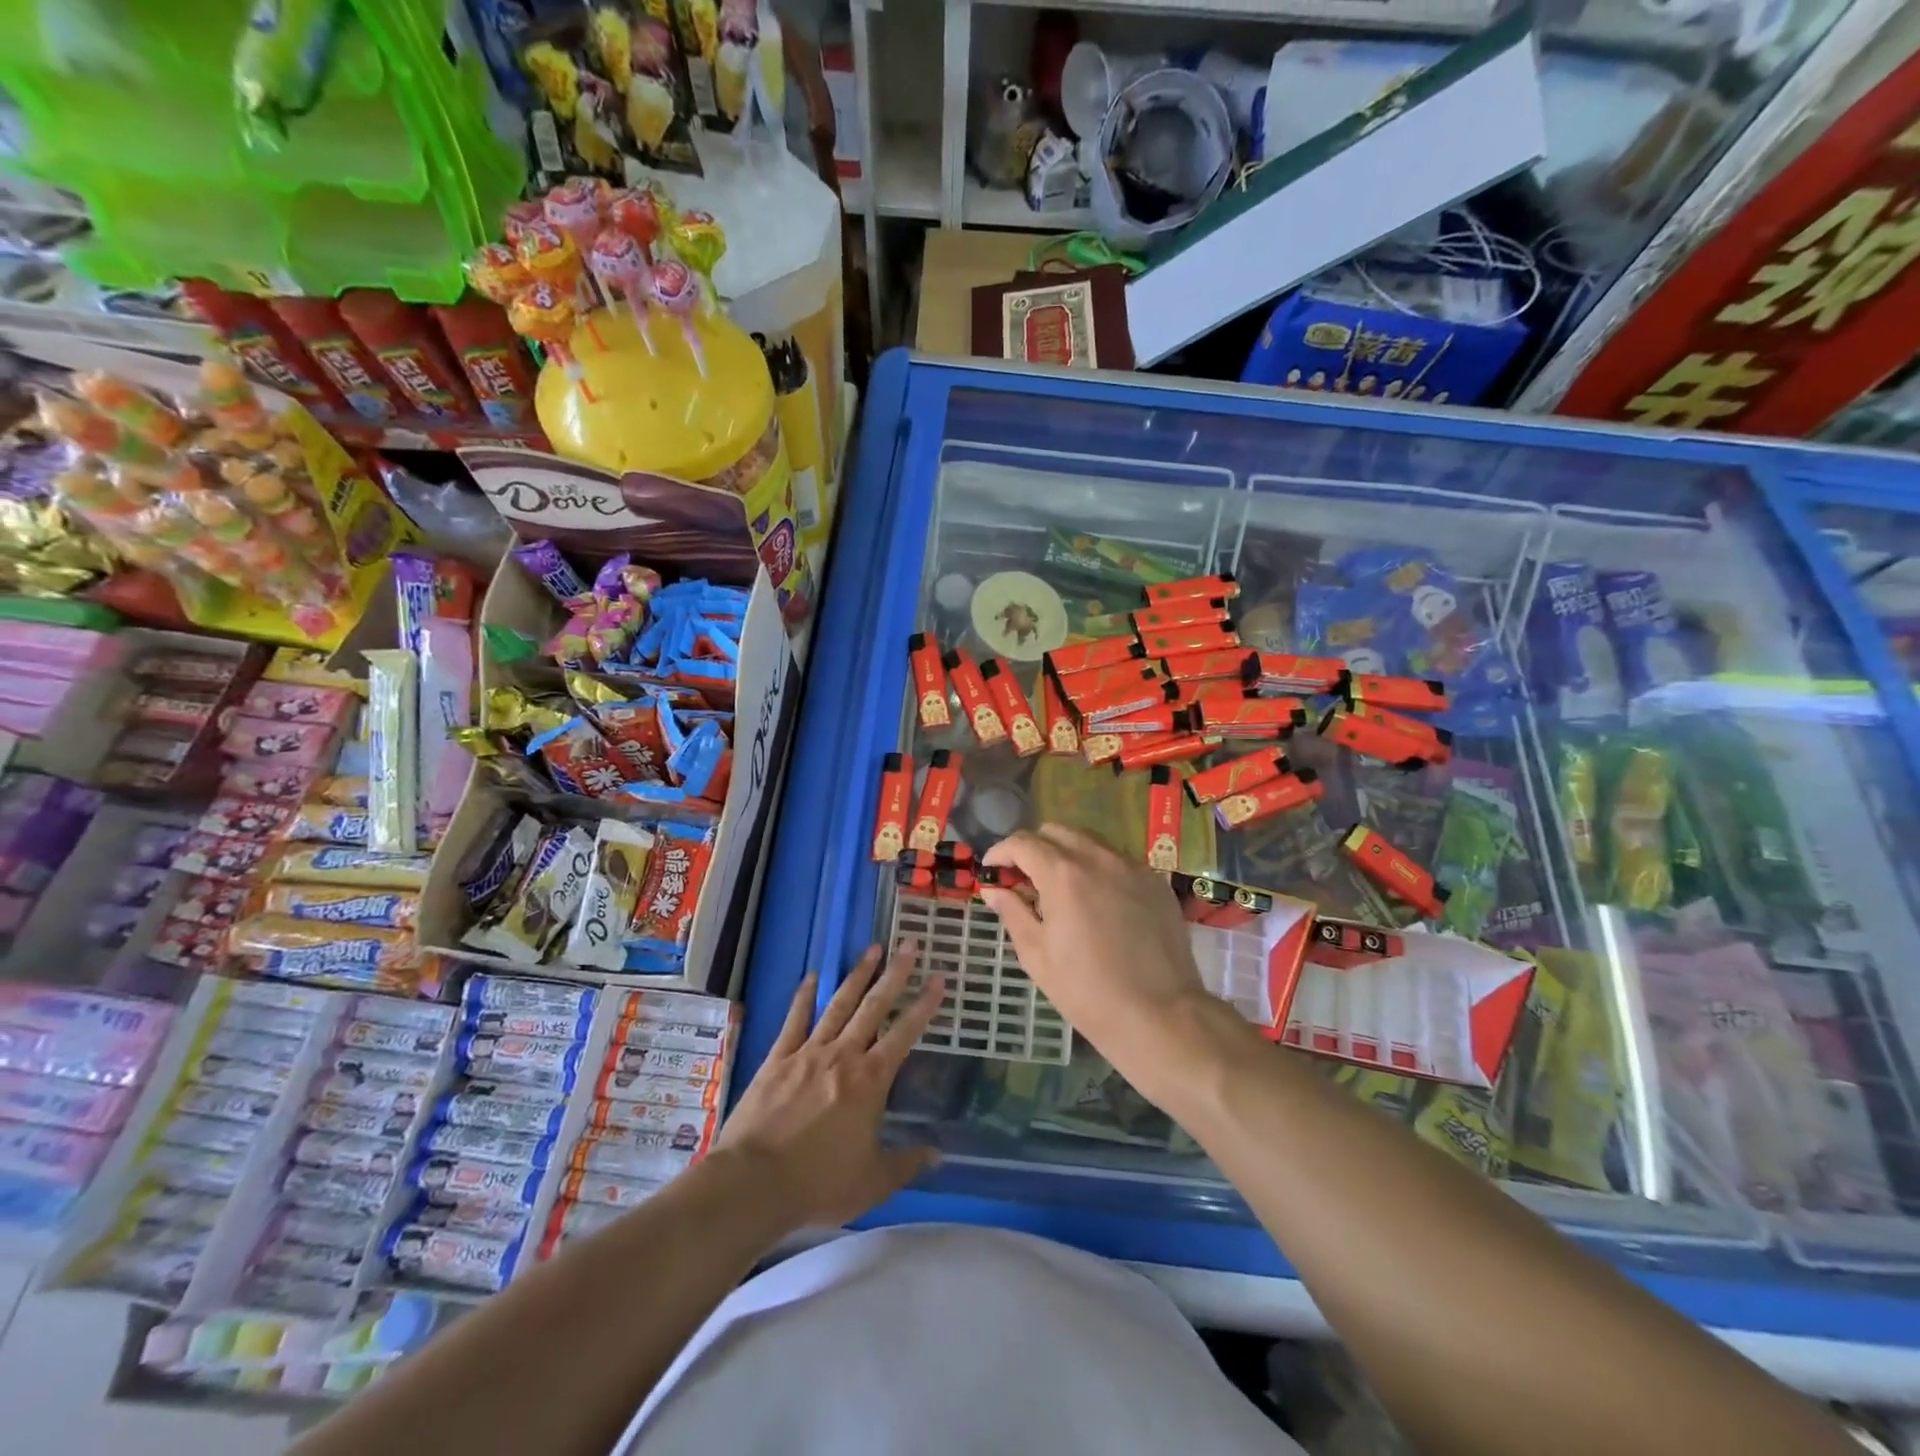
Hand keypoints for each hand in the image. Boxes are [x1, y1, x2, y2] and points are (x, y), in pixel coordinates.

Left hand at [717, 941, 943, 1230]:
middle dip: (895, 974)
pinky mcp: (778, 1058)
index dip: (924, 1005)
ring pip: (839, 1005)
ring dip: (857, 975)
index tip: (938, 978)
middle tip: (909, 945)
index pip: (904, 1033)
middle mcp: (843, 1055)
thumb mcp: (873, 1182)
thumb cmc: (819, 1183)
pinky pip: (795, 1020)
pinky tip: (813, 976)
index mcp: (870, 1080)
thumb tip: (938, 1153)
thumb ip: (907, 1162)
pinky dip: (805, 996)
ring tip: (873, 948)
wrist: (754, 1183)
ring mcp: (808, 1052)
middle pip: (874, 1006)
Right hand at [980, 825, 1231, 1101]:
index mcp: (1064, 873)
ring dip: (1067, 854)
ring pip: (1090, 841)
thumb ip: (1012, 912)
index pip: (1023, 843)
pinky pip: (1118, 860)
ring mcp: (1132, 866)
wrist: (1161, 1015)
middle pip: (1057, 832)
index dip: (1000, 853)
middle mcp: (1099, 857)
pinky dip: (1098, 868)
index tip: (992, 871)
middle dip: (1033, 848)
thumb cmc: (1088, 991)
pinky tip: (1097, 901)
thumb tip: (994, 889)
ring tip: (1060, 889)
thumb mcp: (1037, 955)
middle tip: (1024, 880)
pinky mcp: (1156, 882)